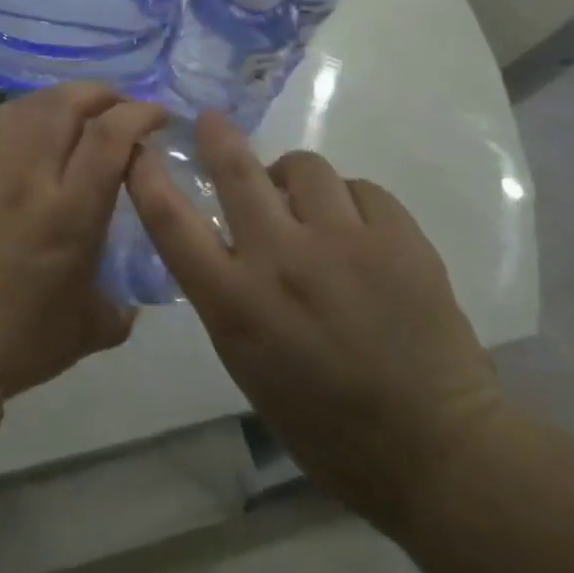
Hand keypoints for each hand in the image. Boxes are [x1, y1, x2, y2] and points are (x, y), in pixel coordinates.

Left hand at [0, 83, 167, 396]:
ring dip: (66, 96)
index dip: (138, 114)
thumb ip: (118, 310)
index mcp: (71, 211)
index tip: (159, 117)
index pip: (109, 137)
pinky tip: (42, 125)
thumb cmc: (20, 338)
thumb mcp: (87, 330)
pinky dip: (32, 109)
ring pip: (32, 104)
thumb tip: (130, 305)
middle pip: (67, 104)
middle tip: (124, 108)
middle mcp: (33, 176)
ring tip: (86, 111)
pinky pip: (4, 120)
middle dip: (104, 94)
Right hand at [125, 111, 503, 529]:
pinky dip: (349, 202)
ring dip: (293, 178)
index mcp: (233, 303)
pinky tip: (357, 231)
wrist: (434, 450)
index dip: (146, 175)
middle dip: (217, 136)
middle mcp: (280, 261)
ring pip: (305, 167)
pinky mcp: (399, 239)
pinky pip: (361, 189)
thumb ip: (226, 293)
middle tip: (213, 122)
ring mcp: (344, 244)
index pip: (170, 220)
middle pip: (236, 170)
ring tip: (306, 203)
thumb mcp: (245, 361)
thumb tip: (227, 237)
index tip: (139, 149)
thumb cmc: (323, 423)